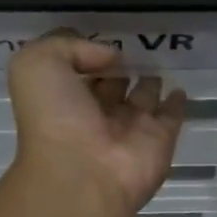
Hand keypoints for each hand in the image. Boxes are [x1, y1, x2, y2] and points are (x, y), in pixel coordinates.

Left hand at [7, 31, 186, 216]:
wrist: (82, 177)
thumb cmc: (54, 119)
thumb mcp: (37, 65)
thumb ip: (68, 46)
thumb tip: (111, 56)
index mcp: (65, 99)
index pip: (80, 71)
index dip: (89, 54)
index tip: (105, 40)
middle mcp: (97, 114)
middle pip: (112, 85)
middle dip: (120, 68)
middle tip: (136, 47)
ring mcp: (130, 129)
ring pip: (142, 99)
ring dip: (149, 82)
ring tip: (159, 61)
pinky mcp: (160, 140)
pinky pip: (171, 116)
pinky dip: (176, 103)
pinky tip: (179, 89)